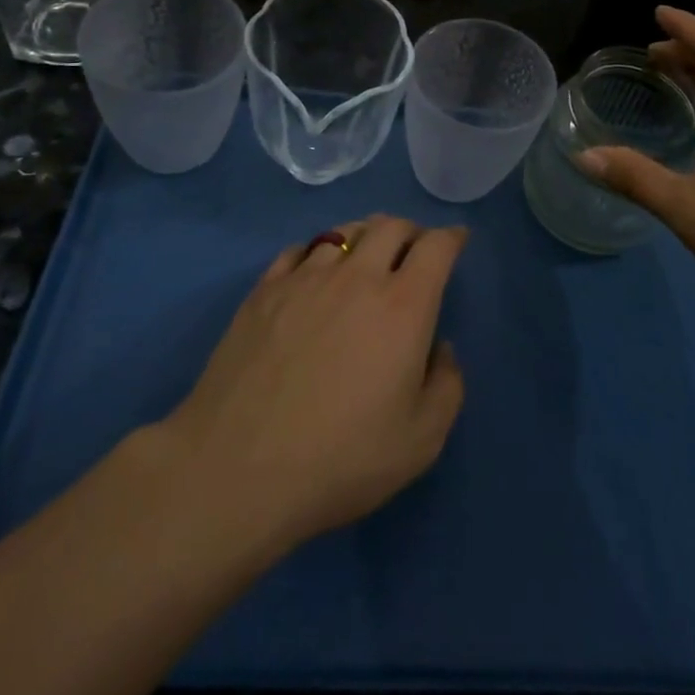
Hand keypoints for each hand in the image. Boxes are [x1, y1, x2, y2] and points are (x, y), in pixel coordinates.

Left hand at [162, 217, 465, 558]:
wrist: (237, 469)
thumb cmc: (340, 458)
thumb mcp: (420, 441)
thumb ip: (446, 386)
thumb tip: (440, 348)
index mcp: (403, 305)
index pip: (436, 246)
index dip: (452, 237)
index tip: (457, 240)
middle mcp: (357, 277)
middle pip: (390, 226)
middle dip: (411, 231)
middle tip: (414, 249)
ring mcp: (304, 279)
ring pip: (342, 231)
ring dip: (364, 235)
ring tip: (366, 254)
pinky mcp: (263, 291)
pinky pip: (298, 250)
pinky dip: (317, 251)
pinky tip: (313, 271)